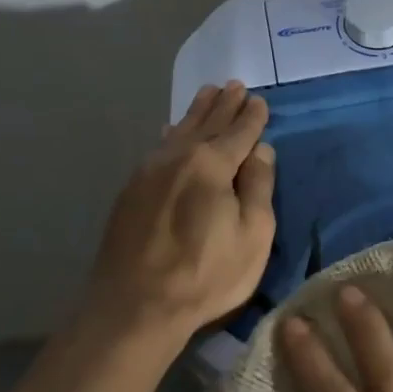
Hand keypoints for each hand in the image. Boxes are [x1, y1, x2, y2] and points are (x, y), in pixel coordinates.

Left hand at [76, 80, 275, 347]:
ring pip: (179, 131)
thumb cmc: (206, 274)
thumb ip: (258, 187)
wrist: (134, 306)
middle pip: (207, 124)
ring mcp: (149, 172)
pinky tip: (171, 130)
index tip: (259, 101)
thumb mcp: (253, 235)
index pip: (239, 132)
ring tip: (207, 93)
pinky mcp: (131, 191)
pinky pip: (158, 147)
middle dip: (223, 105)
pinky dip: (172, 134)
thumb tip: (261, 151)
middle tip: (234, 85)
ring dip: (196, 112)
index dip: (252, 117)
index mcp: (212, 165)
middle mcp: (178, 157)